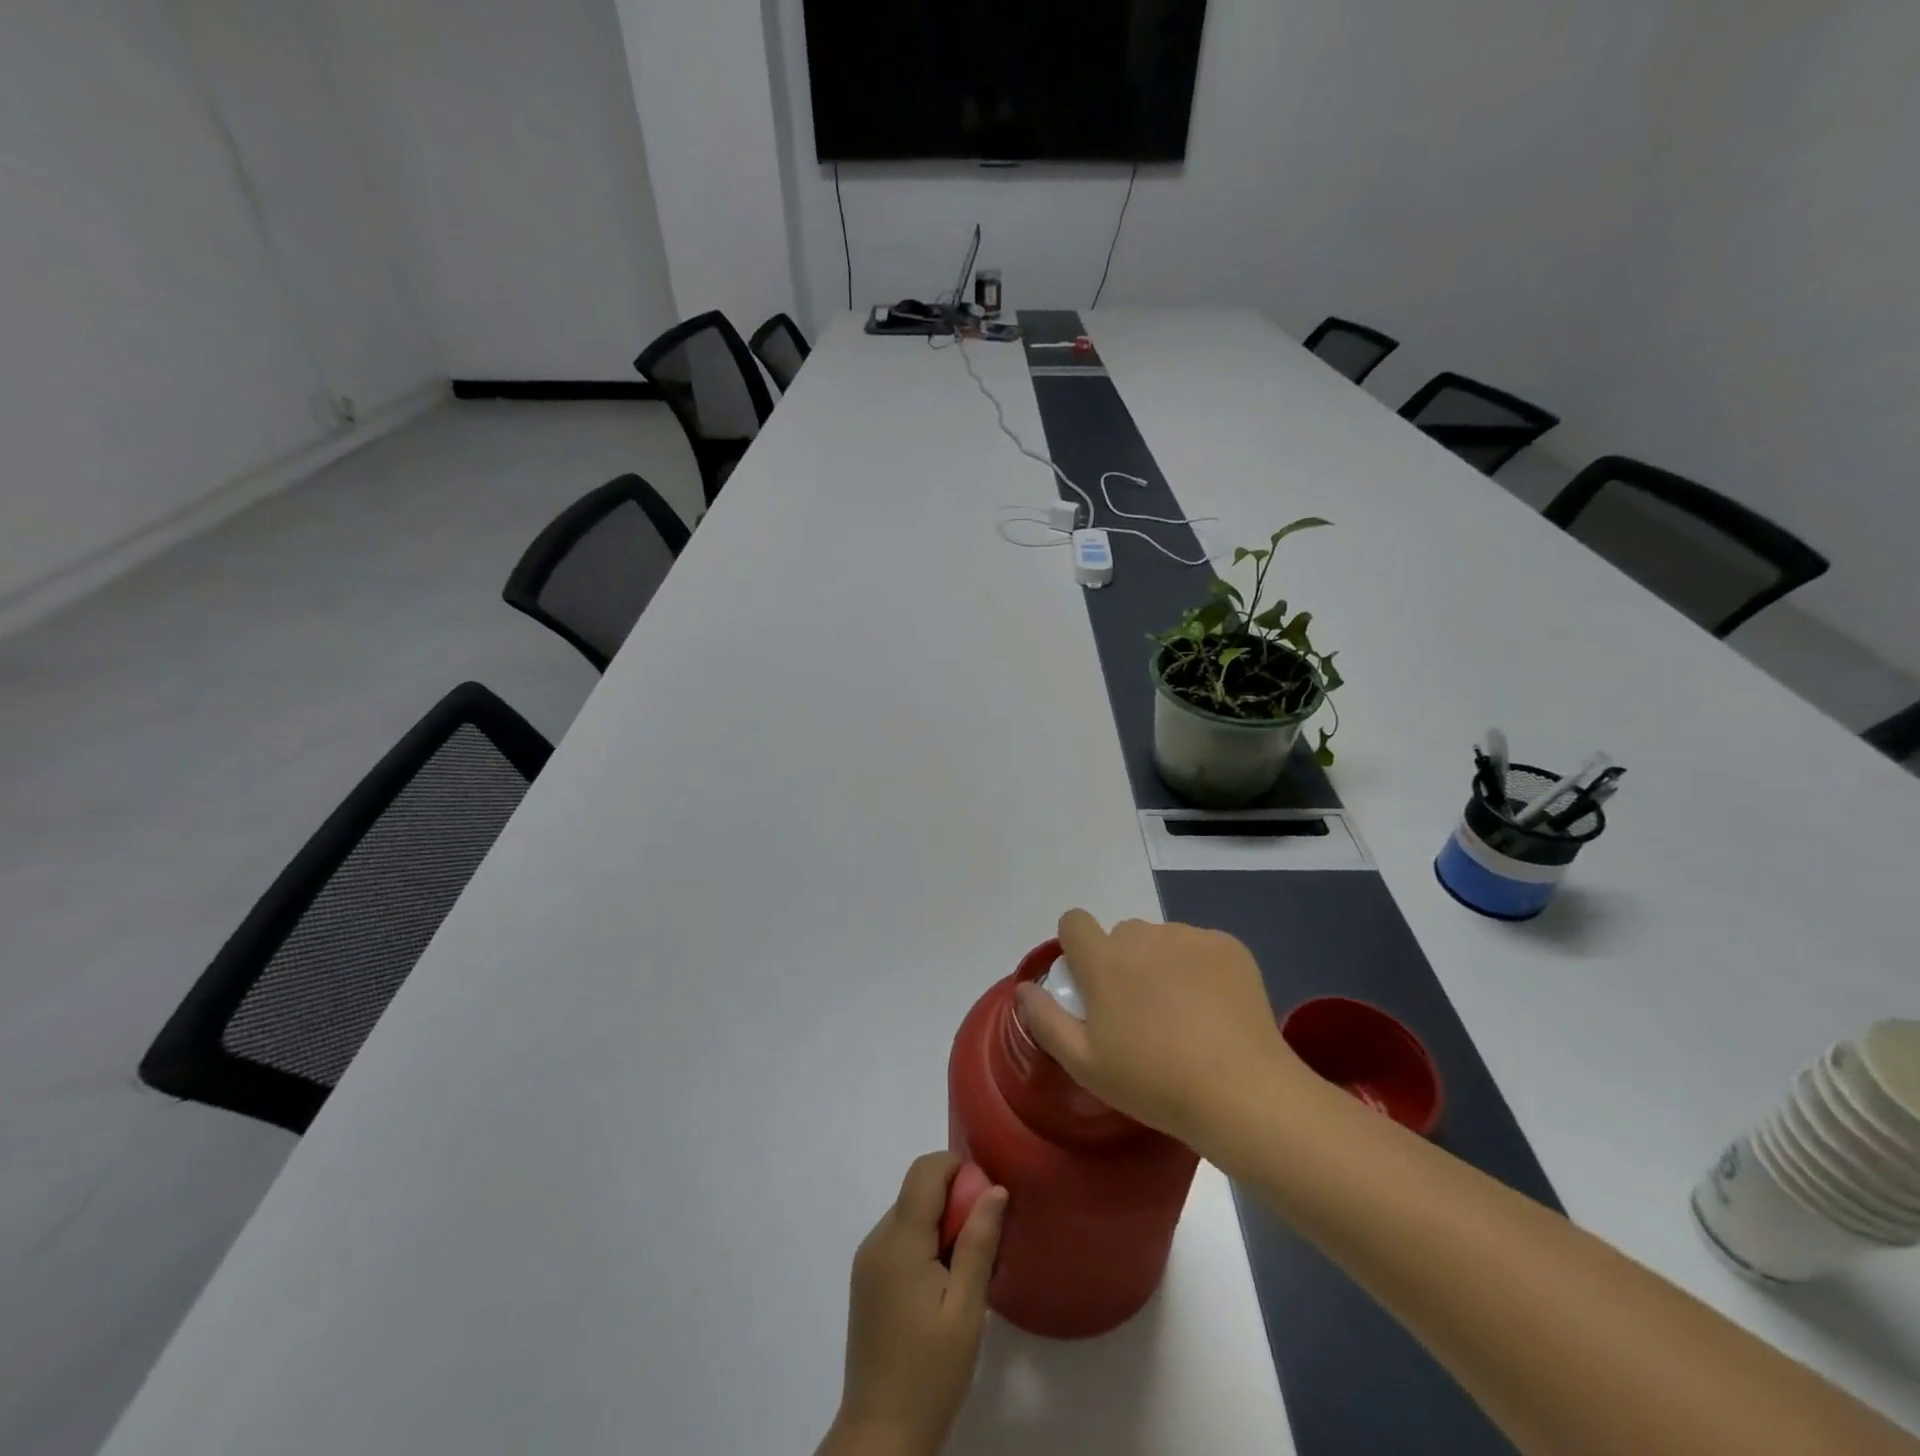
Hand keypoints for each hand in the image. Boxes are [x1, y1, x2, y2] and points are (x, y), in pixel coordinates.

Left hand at [821, 1153, 1007, 1455]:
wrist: (880, 1436)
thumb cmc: (930, 1372)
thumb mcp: (966, 1309)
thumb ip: (978, 1243)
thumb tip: (995, 1188)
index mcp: (898, 1240)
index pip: (925, 1170)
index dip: (958, 1169)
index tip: (986, 1201)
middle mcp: (876, 1239)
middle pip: (917, 1190)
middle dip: (954, 1201)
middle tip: (983, 1243)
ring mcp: (867, 1260)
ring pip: (909, 1213)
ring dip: (940, 1224)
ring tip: (965, 1271)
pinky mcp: (866, 1281)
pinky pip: (899, 1239)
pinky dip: (923, 1244)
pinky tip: (942, 1286)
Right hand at [1015, 910, 1307, 1153]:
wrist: (1242, 1093)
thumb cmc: (1154, 1083)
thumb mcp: (1084, 1063)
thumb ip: (1045, 1019)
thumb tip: (1024, 988)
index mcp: (1104, 960)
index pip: (1074, 921)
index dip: (1076, 946)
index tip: (1089, 982)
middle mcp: (1143, 937)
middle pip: (1122, 934)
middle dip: (1123, 961)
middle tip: (1140, 1012)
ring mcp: (1189, 937)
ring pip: (1162, 940)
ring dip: (1161, 963)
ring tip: (1183, 1015)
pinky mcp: (1227, 947)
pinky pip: (1200, 947)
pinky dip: (1199, 968)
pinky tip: (1214, 1009)